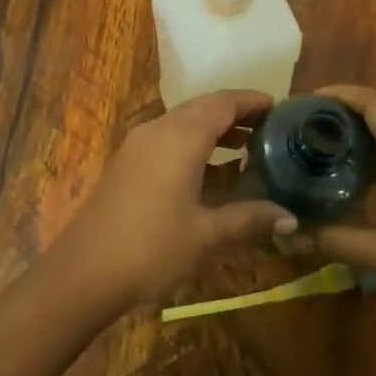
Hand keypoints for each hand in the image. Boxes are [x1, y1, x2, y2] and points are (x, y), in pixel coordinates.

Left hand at [54, 90, 296, 307]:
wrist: (83, 274)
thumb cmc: (151, 248)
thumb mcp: (206, 235)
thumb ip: (249, 219)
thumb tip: (292, 218)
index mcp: (180, 137)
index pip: (223, 103)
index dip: (252, 101)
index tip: (280, 107)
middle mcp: (158, 130)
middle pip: (202, 108)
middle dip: (235, 114)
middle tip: (269, 128)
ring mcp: (138, 146)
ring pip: (183, 124)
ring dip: (215, 131)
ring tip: (249, 148)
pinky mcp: (127, 164)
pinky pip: (168, 141)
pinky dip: (195, 146)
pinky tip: (214, 174)